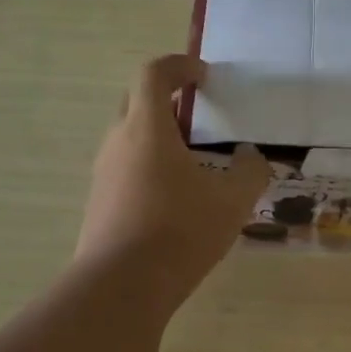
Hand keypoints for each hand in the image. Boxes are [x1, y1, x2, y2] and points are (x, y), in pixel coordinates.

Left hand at [77, 54, 270, 302]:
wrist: (121, 286)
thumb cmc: (179, 232)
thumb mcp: (231, 202)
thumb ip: (249, 172)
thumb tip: (251, 157)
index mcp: (147, 128)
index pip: (154, 73)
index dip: (180, 65)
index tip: (204, 77)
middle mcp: (118, 142)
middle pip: (136, 100)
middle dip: (167, 98)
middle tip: (199, 116)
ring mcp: (103, 173)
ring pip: (129, 136)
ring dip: (158, 135)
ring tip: (192, 160)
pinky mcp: (99, 201)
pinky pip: (124, 166)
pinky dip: (149, 165)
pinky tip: (174, 197)